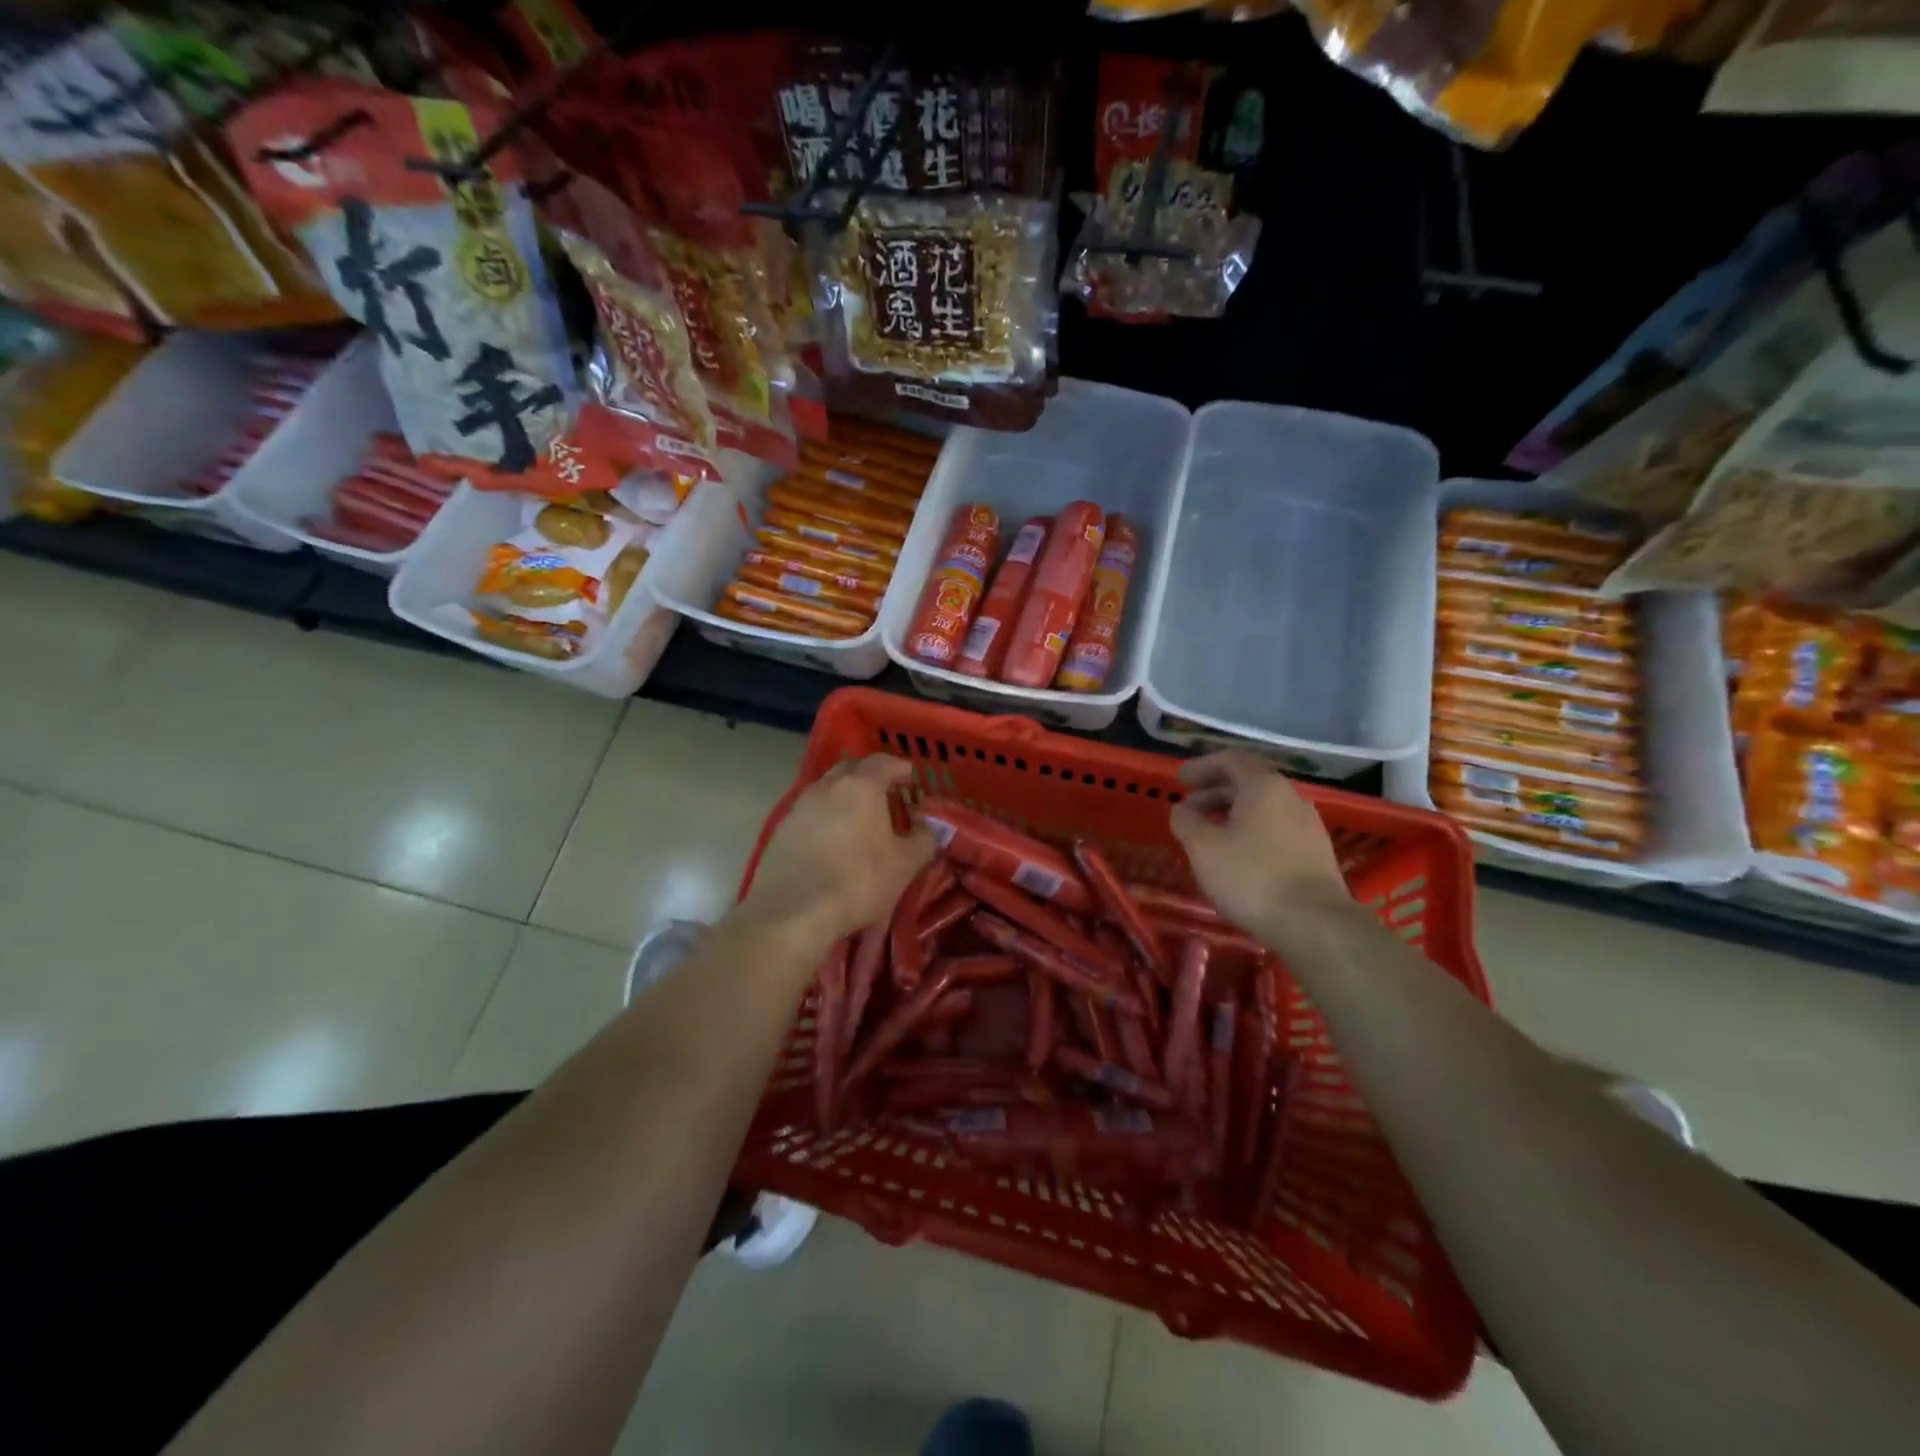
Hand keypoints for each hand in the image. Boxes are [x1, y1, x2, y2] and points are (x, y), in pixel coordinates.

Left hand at [738, 755, 934, 949]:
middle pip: (852, 769)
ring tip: (862, 821)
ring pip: (828, 790)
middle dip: (872, 778)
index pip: (884, 762)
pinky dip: (827, 819)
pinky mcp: (781, 830)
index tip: (912, 780)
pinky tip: (834, 842)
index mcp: (861, 786)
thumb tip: (930, 827)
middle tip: (888, 797)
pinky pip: (811, 813)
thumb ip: (924, 839)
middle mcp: (827, 786)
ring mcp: (800, 806)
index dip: (901, 768)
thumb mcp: (905, 864)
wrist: (793, 912)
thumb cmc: (858, 881)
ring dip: (846, 798)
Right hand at [1169, 751, 1350, 938]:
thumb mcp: (1203, 848)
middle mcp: (1290, 796)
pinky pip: (1277, 828)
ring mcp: (1308, 824)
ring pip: (1264, 807)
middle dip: (1215, 791)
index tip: (1180, 779)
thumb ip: (1186, 822)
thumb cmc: (1251, 877)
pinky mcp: (1316, 851)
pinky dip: (1252, 830)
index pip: (1230, 760)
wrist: (1314, 923)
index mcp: (1263, 786)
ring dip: (1233, 812)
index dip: (1202, 766)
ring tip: (1210, 833)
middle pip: (1249, 782)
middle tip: (1189, 808)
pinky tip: (1238, 855)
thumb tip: (1182, 810)